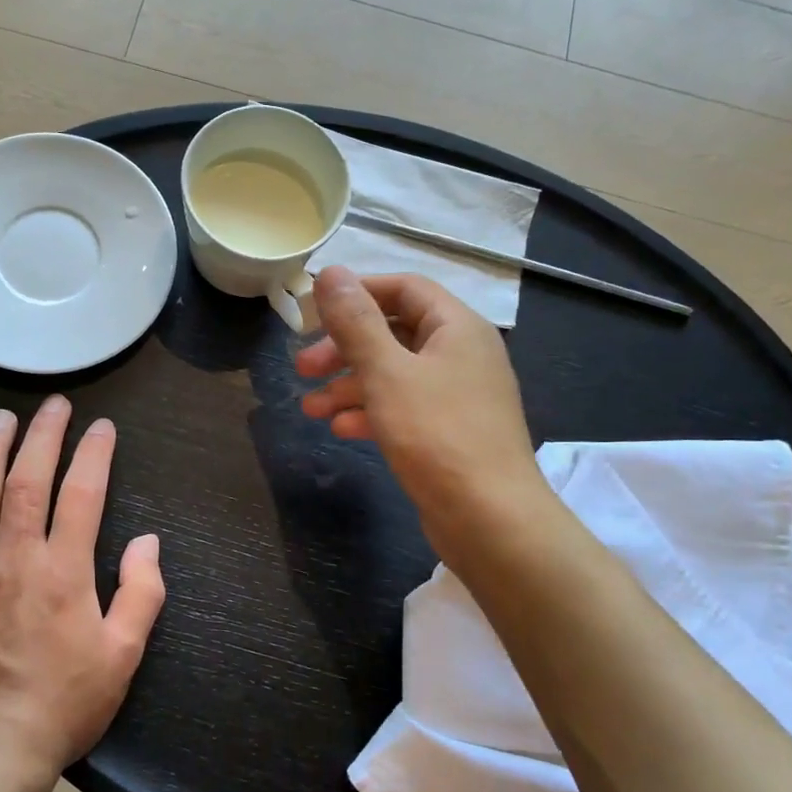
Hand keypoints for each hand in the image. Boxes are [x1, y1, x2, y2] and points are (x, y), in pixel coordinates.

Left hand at [0, 397, 164, 778]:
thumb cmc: (63, 704)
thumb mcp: (123, 656)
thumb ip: (141, 594)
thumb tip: (147, 542)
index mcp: (64, 571)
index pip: (83, 493)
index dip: (94, 453)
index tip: (102, 427)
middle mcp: (14, 558)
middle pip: (28, 480)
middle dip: (43, 435)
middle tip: (52, 405)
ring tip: (1, 418)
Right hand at [297, 267, 548, 560]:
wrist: (490, 518)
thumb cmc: (437, 434)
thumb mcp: (387, 372)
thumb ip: (356, 322)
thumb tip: (331, 272)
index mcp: (456, 327)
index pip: (404, 288)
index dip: (357, 293)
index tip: (313, 312)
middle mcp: (461, 354)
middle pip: (393, 333)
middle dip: (343, 349)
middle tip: (302, 367)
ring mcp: (457, 395)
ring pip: (393, 375)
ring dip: (348, 386)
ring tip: (309, 408)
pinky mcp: (448, 432)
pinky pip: (403, 408)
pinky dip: (370, 413)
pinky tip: (340, 429)